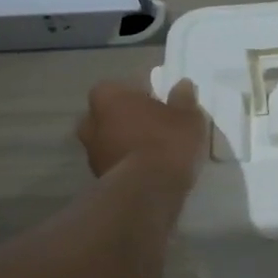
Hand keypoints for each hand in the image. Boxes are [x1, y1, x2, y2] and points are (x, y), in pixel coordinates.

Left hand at [77, 78, 207, 185]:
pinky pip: (116, 161)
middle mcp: (90, 120)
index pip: (128, 87)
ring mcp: (90, 151)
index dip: (148, 95)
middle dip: (132, 119)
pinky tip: (149, 170)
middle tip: (158, 127)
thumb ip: (184, 98)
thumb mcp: (187, 116)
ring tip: (156, 152)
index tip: (165, 105)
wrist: (146, 191)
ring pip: (112, 139)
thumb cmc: (166, 142)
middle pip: (115, 113)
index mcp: (108, 95)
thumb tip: (182, 85)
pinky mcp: (96, 177)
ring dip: (128, 142)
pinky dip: (128, 162)